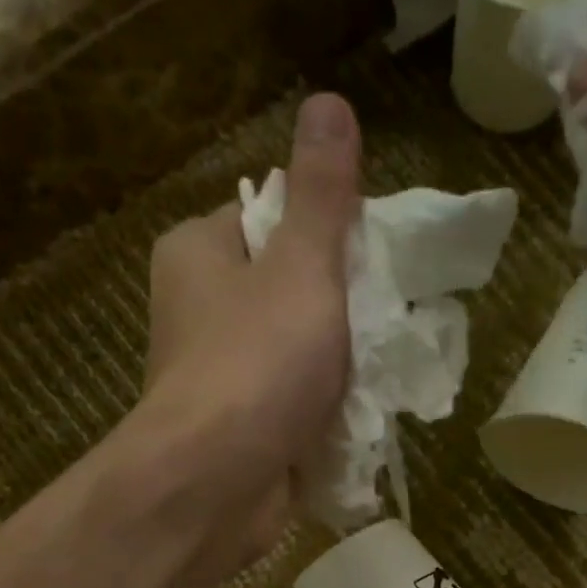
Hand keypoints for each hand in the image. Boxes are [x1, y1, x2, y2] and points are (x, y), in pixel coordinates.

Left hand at [142, 93, 360, 558]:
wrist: (218, 485)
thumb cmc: (257, 363)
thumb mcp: (302, 267)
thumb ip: (322, 195)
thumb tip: (330, 103)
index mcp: (200, 253)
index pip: (271, 218)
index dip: (328, 233)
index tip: (371, 261)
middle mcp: (201, 310)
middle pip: (290, 288)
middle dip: (343, 307)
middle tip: (386, 321)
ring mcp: (221, 375)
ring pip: (299, 351)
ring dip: (342, 363)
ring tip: (380, 371)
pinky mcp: (242, 429)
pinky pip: (296, 402)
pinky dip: (327, 408)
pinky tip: (360, 415)